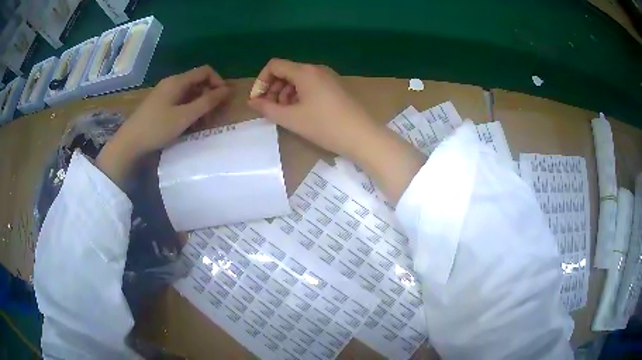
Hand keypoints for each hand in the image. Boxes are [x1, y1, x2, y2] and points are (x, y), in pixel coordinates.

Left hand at [97, 65, 229, 185]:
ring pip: (189, 93)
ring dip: (199, 104)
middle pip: (197, 82)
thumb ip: (207, 102)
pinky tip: (188, 124)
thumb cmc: (157, 128)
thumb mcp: (185, 116)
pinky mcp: (159, 104)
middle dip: (209, 95)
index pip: (205, 71)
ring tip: (201, 123)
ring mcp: (164, 93)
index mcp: (177, 81)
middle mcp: (171, 83)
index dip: (218, 81)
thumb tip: (227, 90)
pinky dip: (188, 109)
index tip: (223, 99)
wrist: (129, 143)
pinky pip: (179, 101)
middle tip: (213, 115)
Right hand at [250, 59, 425, 203]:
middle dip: (273, 88)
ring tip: (285, 112)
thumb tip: (252, 101)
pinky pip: (310, 84)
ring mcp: (328, 77)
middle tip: (271, 108)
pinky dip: (299, 94)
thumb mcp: (291, 118)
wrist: (361, 135)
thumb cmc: (324, 126)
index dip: (261, 81)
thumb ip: (267, 108)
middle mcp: (316, 69)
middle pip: (286, 71)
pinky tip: (301, 111)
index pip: (274, 65)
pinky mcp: (335, 86)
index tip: (258, 100)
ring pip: (298, 79)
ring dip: (286, 93)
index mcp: (304, 72)